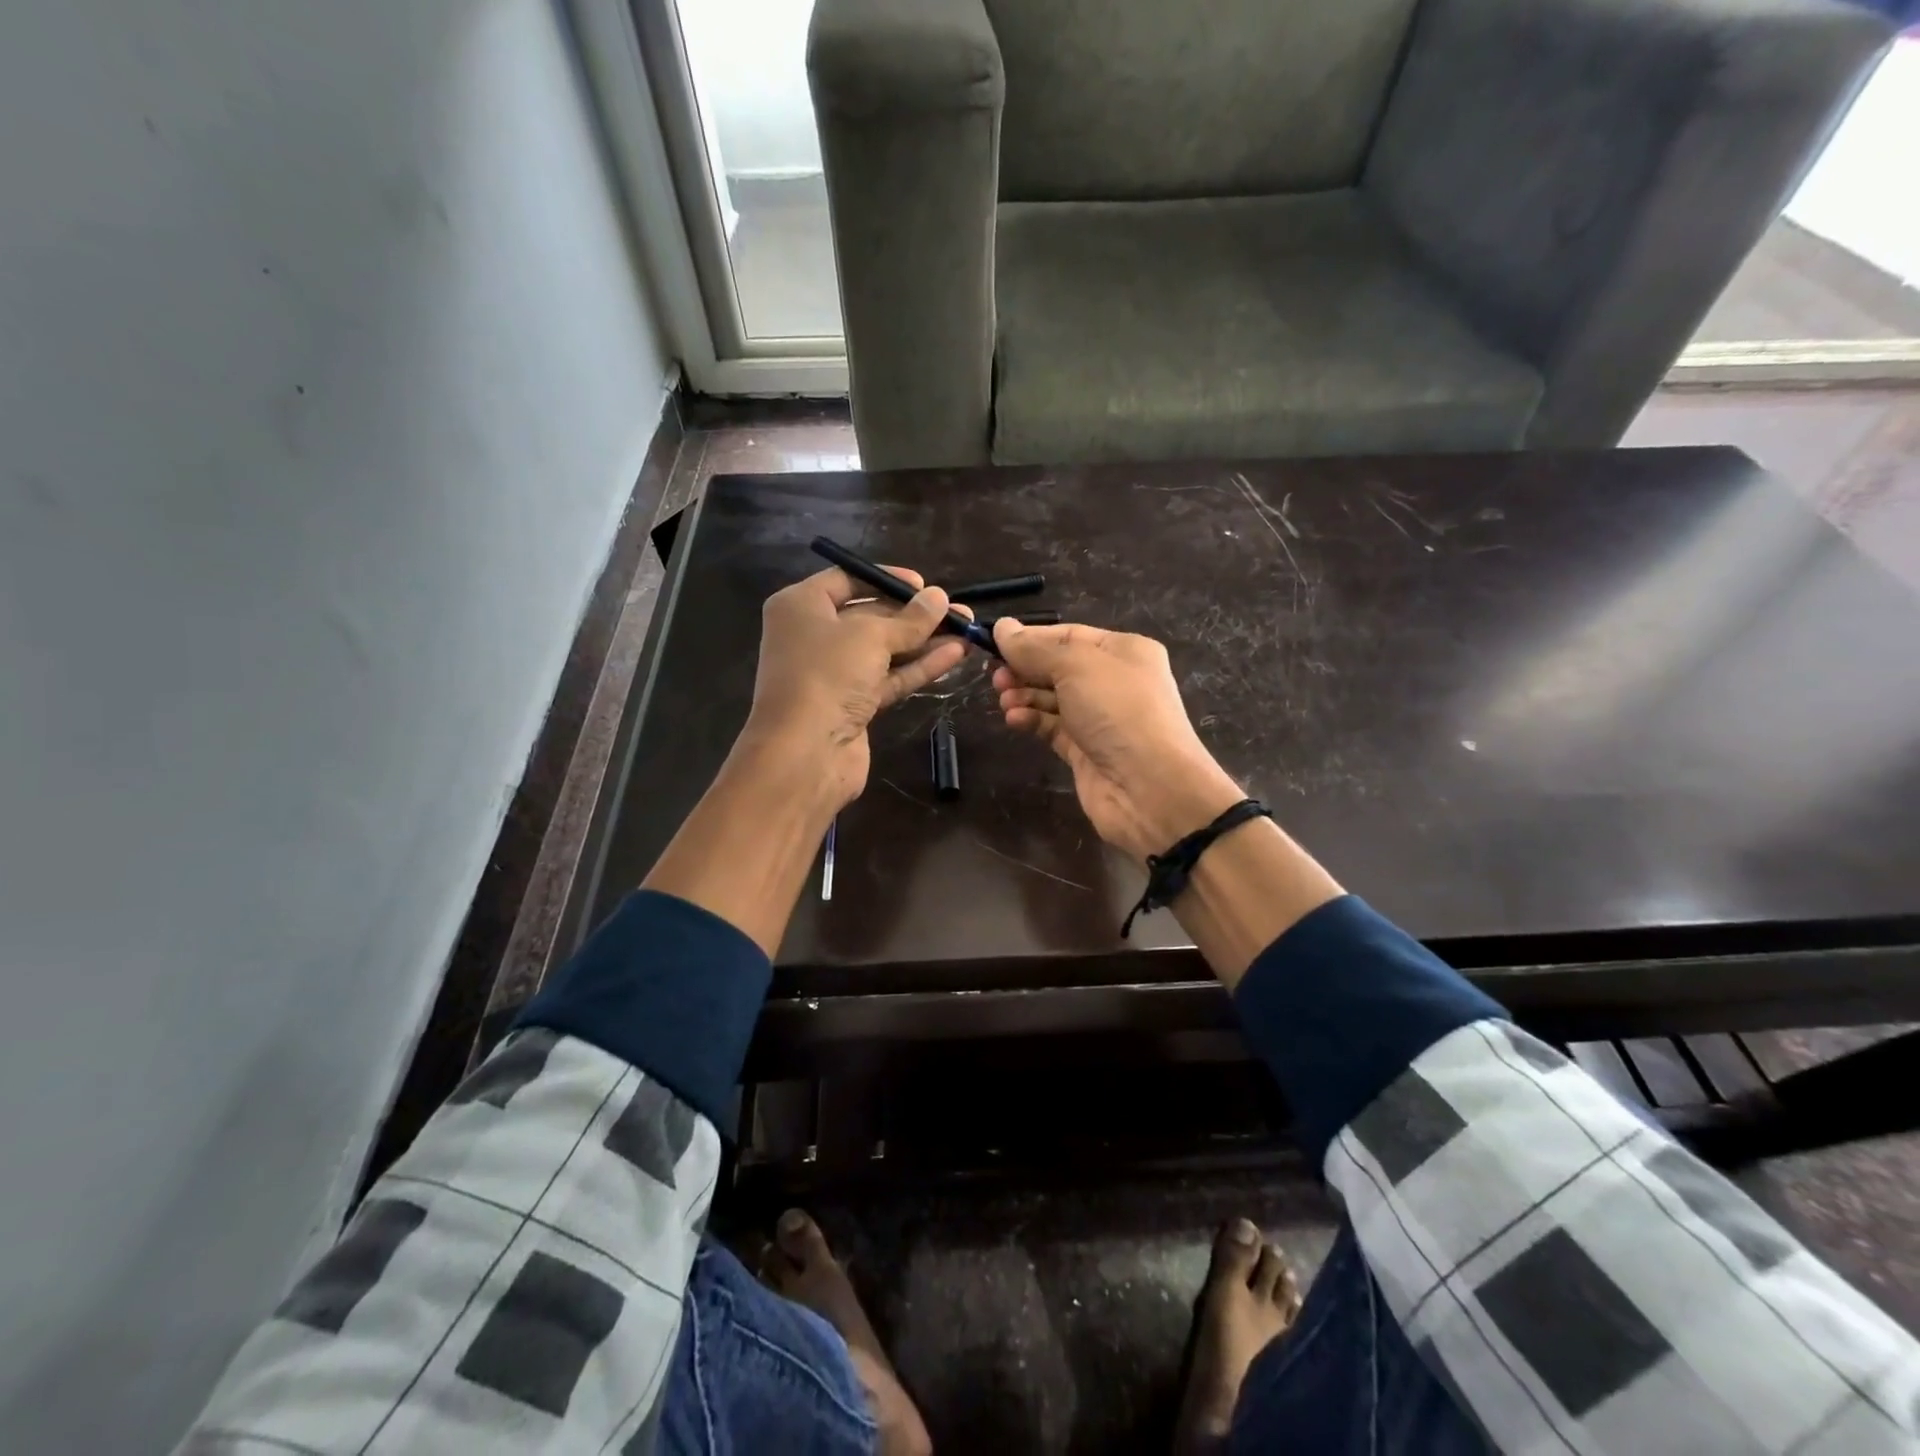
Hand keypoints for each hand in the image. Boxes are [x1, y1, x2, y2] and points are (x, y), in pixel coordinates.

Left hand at [741, 566, 968, 807]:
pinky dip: (919, 667)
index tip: (924, 586)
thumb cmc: (827, 675)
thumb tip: (940, 598)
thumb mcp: (871, 636)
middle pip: (870, 616)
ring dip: (924, 641)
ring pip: (884, 651)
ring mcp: (833, 674)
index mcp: (801, 607)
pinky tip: (955, 655)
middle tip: (956, 611)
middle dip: (914, 615)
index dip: (887, 579)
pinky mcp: (852, 705)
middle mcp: (813, 636)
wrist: (805, 753)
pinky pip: (889, 678)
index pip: (847, 580)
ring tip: (967, 631)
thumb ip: (910, 619)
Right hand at [992, 619, 1244, 861]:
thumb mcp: (1075, 666)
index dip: (1031, 638)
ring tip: (1004, 700)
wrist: (1150, 788)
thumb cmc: (1118, 710)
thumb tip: (1002, 627)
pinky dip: (1032, 721)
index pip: (1068, 635)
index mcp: (1124, 651)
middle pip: (1058, 667)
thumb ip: (1034, 648)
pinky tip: (1014, 720)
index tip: (994, 642)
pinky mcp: (1086, 750)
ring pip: (1052, 699)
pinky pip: (1052, 728)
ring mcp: (1100, 718)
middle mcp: (1114, 681)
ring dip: (1025, 696)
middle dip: (1025, 669)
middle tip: (995, 677)